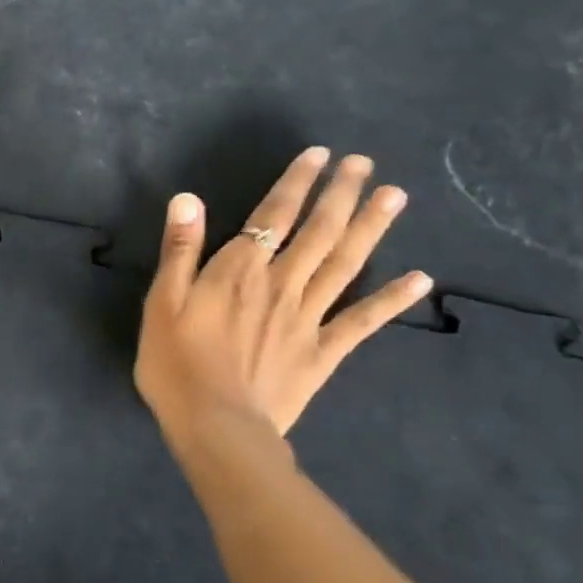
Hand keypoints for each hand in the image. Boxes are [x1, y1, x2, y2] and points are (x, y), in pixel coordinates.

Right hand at [134, 147, 432, 452]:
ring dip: (370, 228)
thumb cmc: (177, 363)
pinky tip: (420, 278)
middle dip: (340, 194)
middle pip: (317, 231)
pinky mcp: (323, 352)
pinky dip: (392, 299)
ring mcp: (308, 318)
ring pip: (345, 264)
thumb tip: (189, 198)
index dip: (297, 183)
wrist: (217, 428)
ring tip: (394, 196)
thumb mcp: (163, 302)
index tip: (320, 155)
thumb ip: (180, 249)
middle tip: (364, 164)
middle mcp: (281, 284)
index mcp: (240, 270)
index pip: (273, 215)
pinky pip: (362, 321)